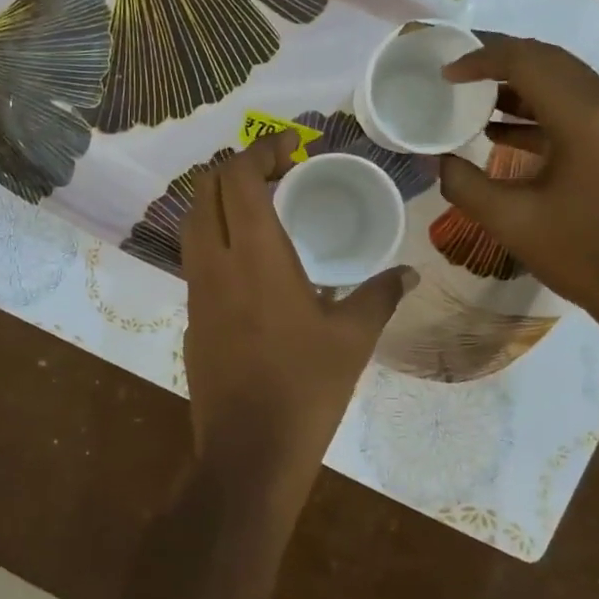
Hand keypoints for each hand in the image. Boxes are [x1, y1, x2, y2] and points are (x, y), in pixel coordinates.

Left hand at [182, 133, 415, 518]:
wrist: (249, 450)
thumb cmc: (306, 386)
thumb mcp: (353, 338)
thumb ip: (379, 296)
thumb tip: (407, 274)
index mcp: (256, 254)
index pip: (240, 177)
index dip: (260, 150)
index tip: (291, 148)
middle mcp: (216, 262)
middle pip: (206, 190)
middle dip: (237, 168)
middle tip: (278, 174)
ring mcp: (196, 290)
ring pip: (193, 222)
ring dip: (221, 201)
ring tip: (261, 207)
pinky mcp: (192, 316)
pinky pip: (195, 257)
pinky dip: (216, 236)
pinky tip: (249, 261)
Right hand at [439, 35, 598, 326]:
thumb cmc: (581, 253)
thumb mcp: (510, 220)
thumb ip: (463, 183)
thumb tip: (433, 160)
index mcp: (584, 117)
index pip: (527, 61)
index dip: (481, 59)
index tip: (446, 73)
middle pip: (550, 61)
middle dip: (500, 60)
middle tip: (458, 73)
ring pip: (566, 82)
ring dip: (520, 85)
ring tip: (474, 101)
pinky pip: (578, 107)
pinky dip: (540, 110)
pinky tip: (503, 133)